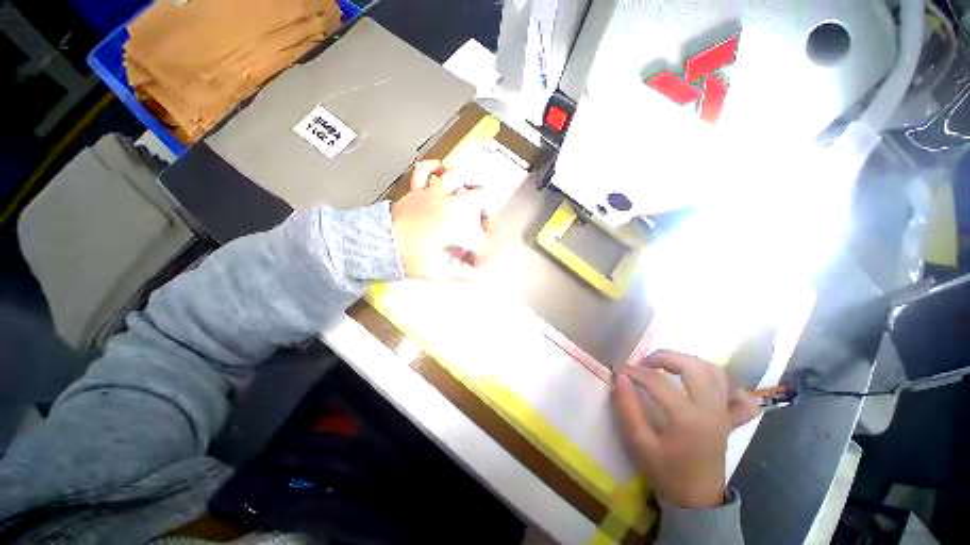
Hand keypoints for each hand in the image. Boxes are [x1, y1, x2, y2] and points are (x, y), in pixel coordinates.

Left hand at [391, 160, 490, 279]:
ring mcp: (432, 194)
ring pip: (458, 175)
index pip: (477, 238)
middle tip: (484, 226)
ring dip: (470, 183)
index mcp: (453, 227)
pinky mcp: (417, 190)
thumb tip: (475, 277)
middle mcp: (448, 206)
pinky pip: (425, 169)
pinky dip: (435, 168)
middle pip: (480, 198)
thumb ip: (459, 273)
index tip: (475, 263)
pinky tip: (442, 173)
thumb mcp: (435, 271)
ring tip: (474, 193)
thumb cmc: (406, 258)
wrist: (377, 244)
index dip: (481, 252)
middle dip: (488, 213)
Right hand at [612, 350, 758, 508]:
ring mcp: (724, 413)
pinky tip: (704, 384)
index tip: (619, 370)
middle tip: (644, 363)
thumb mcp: (639, 444)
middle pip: (693, 366)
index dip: (634, 372)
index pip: (657, 382)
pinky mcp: (729, 419)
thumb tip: (620, 377)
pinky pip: (736, 394)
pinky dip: (722, 383)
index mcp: (688, 418)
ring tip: (668, 367)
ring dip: (689, 362)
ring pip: (715, 372)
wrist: (697, 501)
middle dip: (664, 357)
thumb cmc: (666, 473)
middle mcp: (711, 410)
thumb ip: (627, 408)